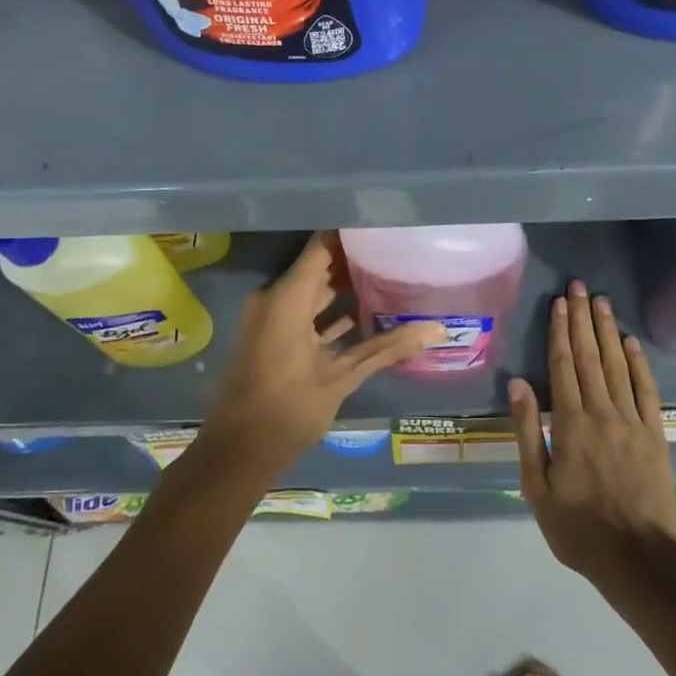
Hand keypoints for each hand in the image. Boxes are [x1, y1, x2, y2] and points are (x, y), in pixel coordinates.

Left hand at [198, 233, 441, 477]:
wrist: (238, 452)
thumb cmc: (288, 410)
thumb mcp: (341, 378)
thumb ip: (387, 348)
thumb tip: (437, 329)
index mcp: (287, 298)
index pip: (321, 246)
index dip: (350, 231)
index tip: (382, 222)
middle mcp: (276, 298)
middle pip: (319, 266)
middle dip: (354, 258)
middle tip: (393, 248)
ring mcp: (272, 317)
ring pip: (313, 290)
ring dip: (344, 286)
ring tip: (387, 274)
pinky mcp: (274, 336)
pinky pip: (305, 312)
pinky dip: (330, 312)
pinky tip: (366, 312)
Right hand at [511, 281, 675, 582]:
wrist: (638, 559)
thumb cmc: (578, 527)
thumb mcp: (537, 486)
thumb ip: (528, 432)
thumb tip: (518, 384)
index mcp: (570, 423)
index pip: (562, 365)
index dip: (559, 331)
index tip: (558, 303)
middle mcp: (601, 412)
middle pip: (589, 356)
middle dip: (582, 319)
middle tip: (579, 287)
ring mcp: (632, 421)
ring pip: (617, 365)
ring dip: (607, 331)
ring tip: (601, 301)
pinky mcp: (655, 434)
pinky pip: (646, 390)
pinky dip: (639, 363)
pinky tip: (631, 342)